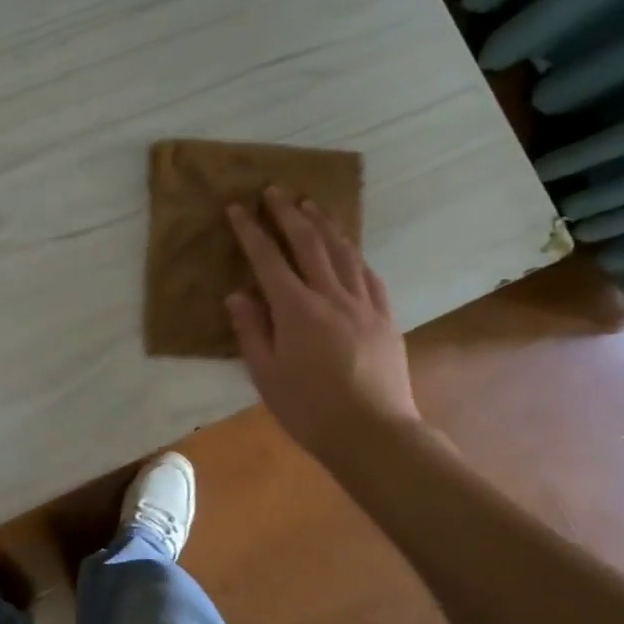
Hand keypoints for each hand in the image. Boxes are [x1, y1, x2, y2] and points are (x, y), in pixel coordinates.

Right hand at [226, 188, 423, 455]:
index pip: (268, 259)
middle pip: (308, 244)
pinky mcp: (385, 318)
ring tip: (310, 205)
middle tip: (274, 190)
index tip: (238, 207)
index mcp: (296, 310)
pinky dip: (354, 255)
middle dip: (287, 214)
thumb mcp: (266, 374)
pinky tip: (348, 249)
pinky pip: (368, 275)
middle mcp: (331, 296)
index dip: (251, 230)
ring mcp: (363, 304)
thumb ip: (251, 330)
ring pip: (342, 252)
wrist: (373, 433)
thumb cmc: (309, 409)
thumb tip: (238, 295)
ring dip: (324, 225)